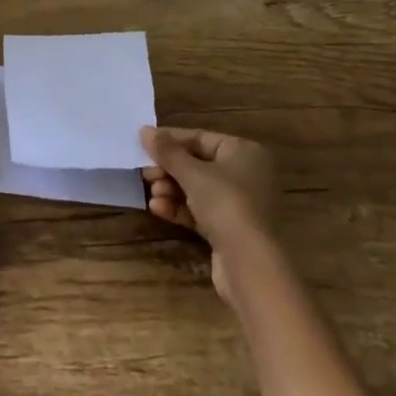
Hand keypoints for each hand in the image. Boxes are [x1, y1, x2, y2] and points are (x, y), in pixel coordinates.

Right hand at [141, 126, 276, 299]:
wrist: (251, 264)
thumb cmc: (226, 204)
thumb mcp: (192, 173)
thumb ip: (167, 151)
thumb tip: (144, 130)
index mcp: (244, 151)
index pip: (201, 138)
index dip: (171, 140)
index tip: (144, 144)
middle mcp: (245, 174)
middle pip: (198, 164)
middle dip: (170, 169)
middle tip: (146, 173)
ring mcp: (239, 204)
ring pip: (198, 189)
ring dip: (172, 189)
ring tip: (152, 193)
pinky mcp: (230, 230)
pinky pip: (201, 212)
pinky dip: (180, 208)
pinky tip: (158, 209)